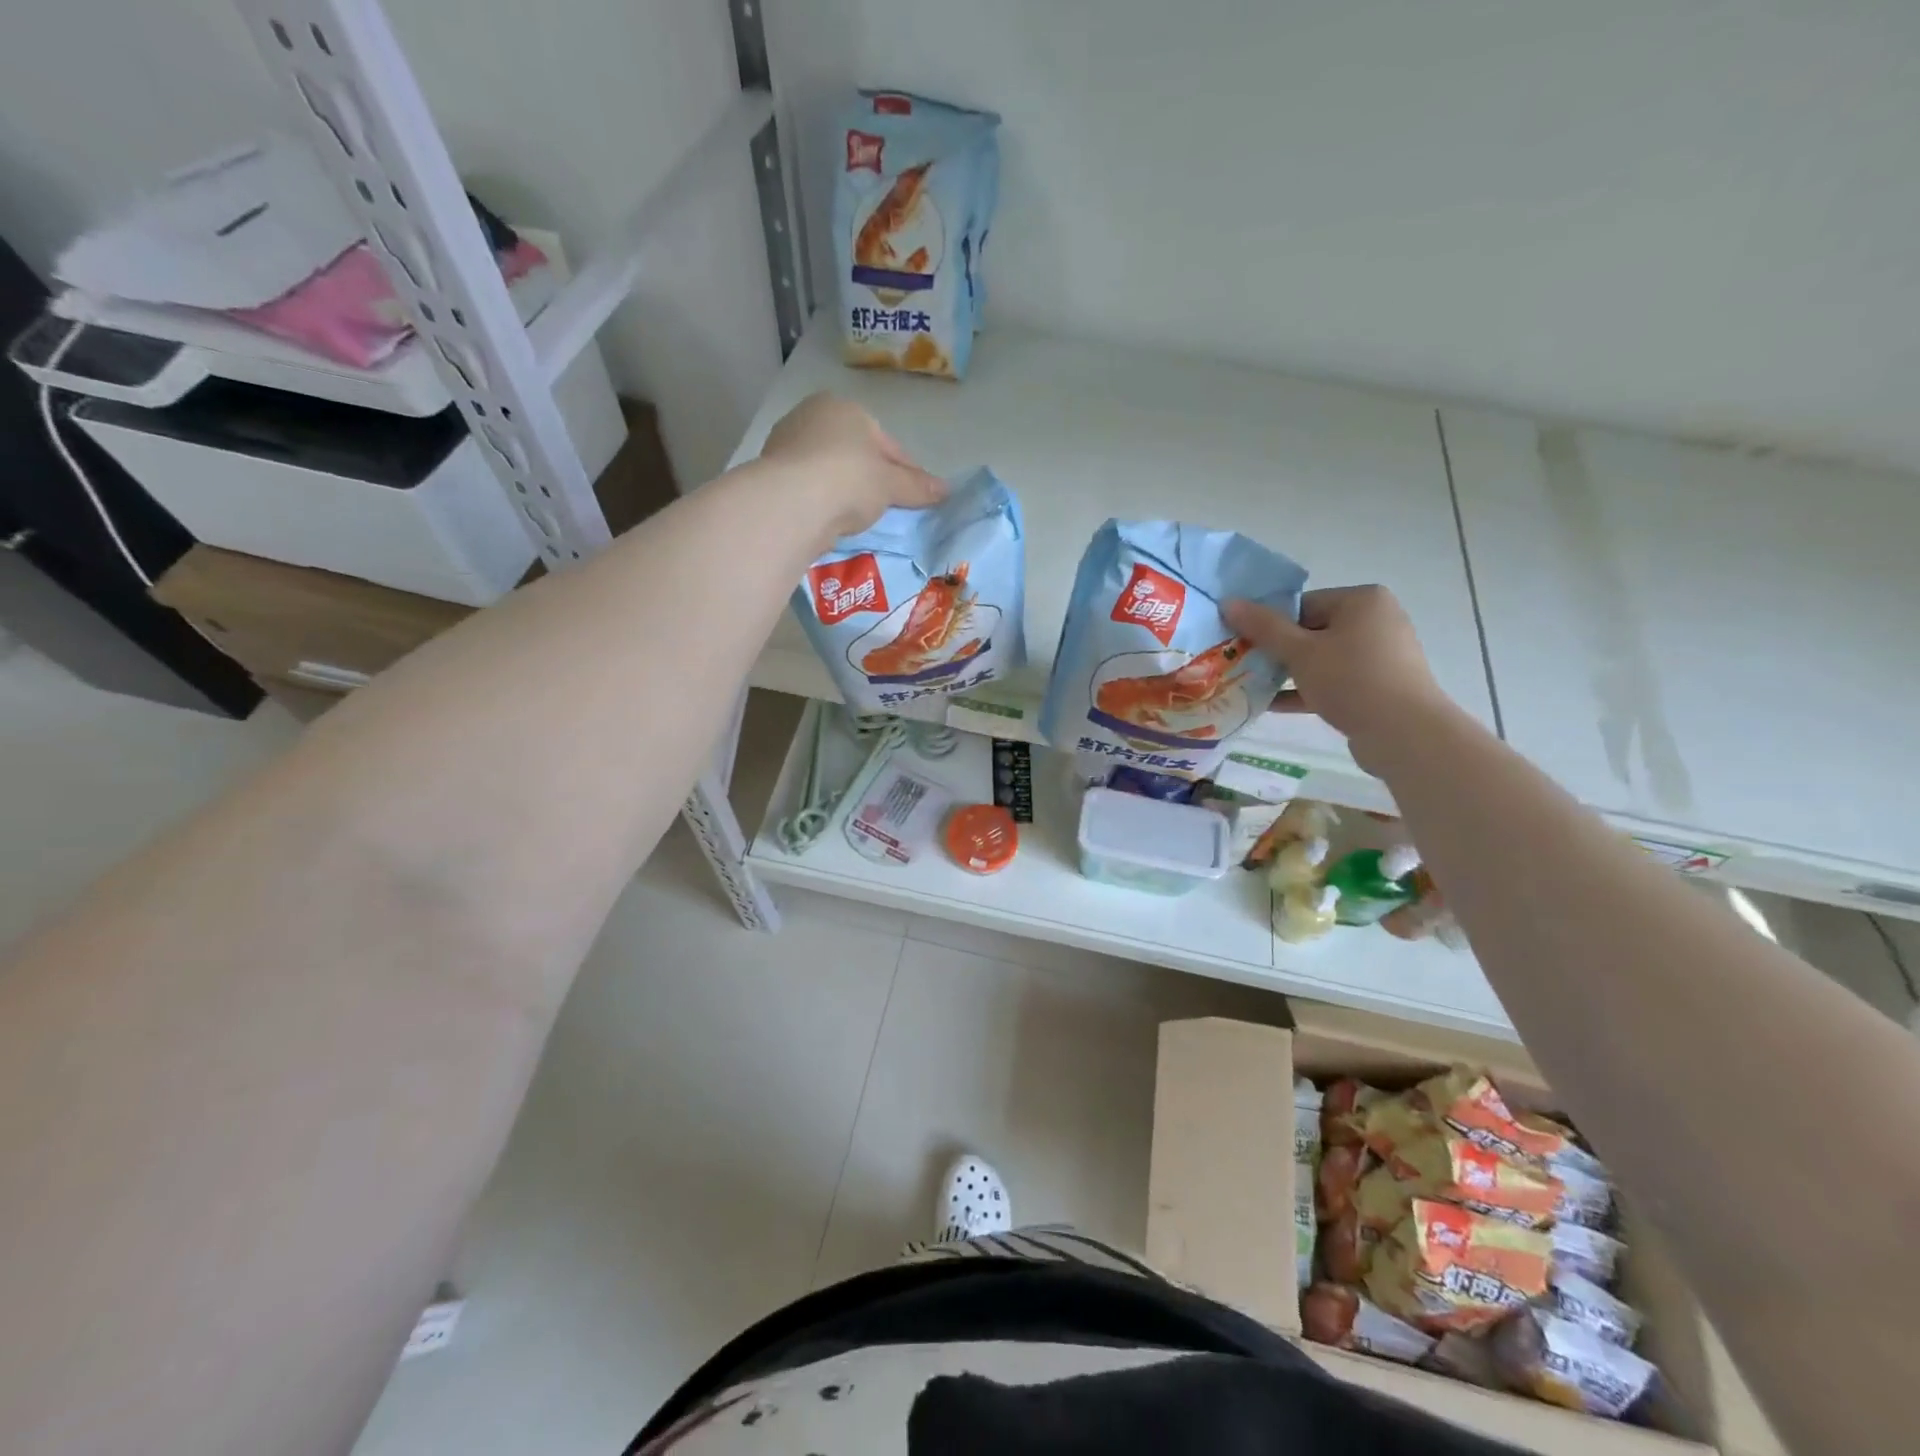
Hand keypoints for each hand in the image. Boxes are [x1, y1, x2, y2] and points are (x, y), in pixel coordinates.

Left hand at [759, 392, 945, 539]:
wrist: (792, 503)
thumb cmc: (849, 479)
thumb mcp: (891, 484)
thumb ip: (917, 486)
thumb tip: (946, 489)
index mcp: (844, 408)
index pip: (886, 442)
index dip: (906, 470)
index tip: (919, 494)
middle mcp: (811, 416)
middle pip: (855, 453)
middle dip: (872, 478)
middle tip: (890, 508)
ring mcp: (785, 445)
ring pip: (829, 470)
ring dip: (845, 490)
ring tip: (860, 519)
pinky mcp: (770, 474)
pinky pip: (809, 488)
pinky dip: (823, 502)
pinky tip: (833, 521)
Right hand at [1223, 586, 1453, 756]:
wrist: (1404, 733)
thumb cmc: (1351, 680)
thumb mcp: (1300, 652)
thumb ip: (1263, 627)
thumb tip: (1228, 602)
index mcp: (1362, 601)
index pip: (1303, 604)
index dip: (1270, 624)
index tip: (1243, 644)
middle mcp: (1376, 621)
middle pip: (1311, 631)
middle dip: (1277, 651)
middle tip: (1243, 665)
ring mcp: (1379, 655)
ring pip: (1321, 659)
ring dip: (1288, 673)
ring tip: (1252, 686)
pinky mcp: (1378, 686)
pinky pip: (1334, 681)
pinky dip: (1306, 691)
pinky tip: (1271, 705)